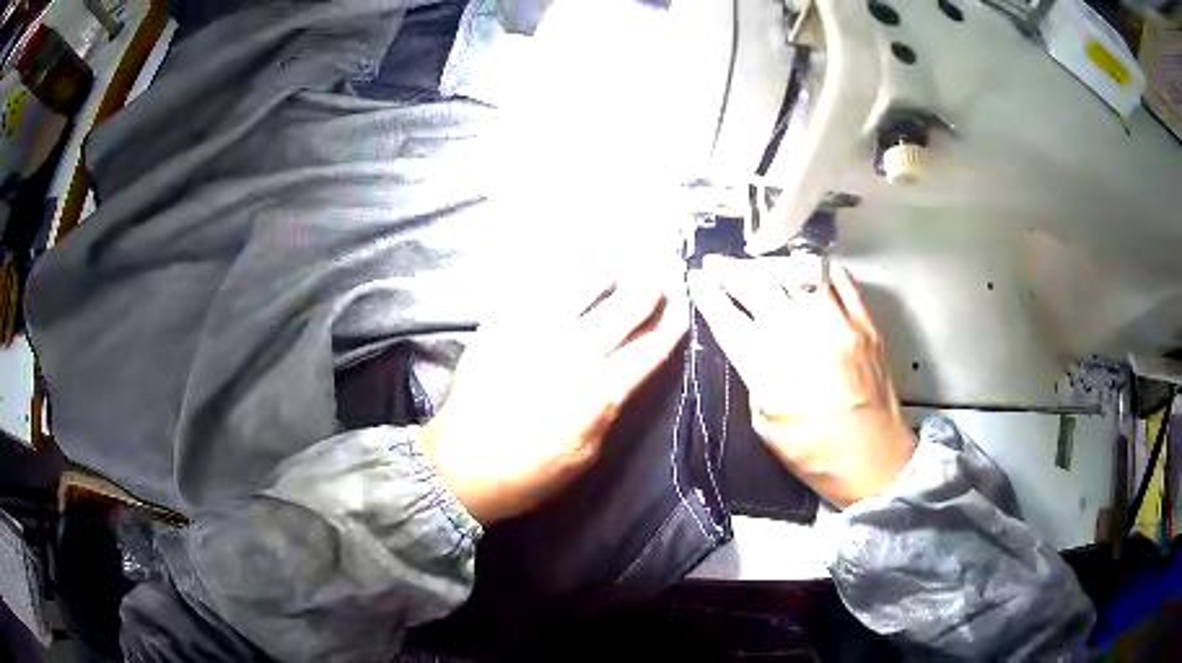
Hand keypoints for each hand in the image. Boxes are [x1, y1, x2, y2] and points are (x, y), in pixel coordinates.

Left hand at [422, 268, 688, 524]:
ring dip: (613, 266)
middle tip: (664, 264)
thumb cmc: (527, 473)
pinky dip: (565, 271)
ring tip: (627, 253)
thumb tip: (625, 372)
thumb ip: (610, 408)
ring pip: (584, 282)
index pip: (651, 345)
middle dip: (654, 281)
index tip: (686, 297)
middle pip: (626, 303)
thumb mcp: (586, 455)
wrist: (457, 468)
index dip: (675, 317)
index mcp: (598, 392)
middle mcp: (571, 352)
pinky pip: (539, 284)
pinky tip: (575, 263)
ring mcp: (533, 331)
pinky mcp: (500, 323)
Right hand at [688, 258, 915, 507]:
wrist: (874, 462)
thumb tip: (748, 339)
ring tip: (761, 268)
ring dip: (772, 266)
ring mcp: (839, 327)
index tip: (696, 278)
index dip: (708, 295)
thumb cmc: (815, 454)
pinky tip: (807, 274)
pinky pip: (840, 279)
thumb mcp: (766, 425)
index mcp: (771, 373)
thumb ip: (754, 376)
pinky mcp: (866, 324)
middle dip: (731, 271)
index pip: (729, 320)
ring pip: (799, 272)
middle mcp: (803, 340)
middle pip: (759, 287)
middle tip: (718, 264)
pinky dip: (819, 270)